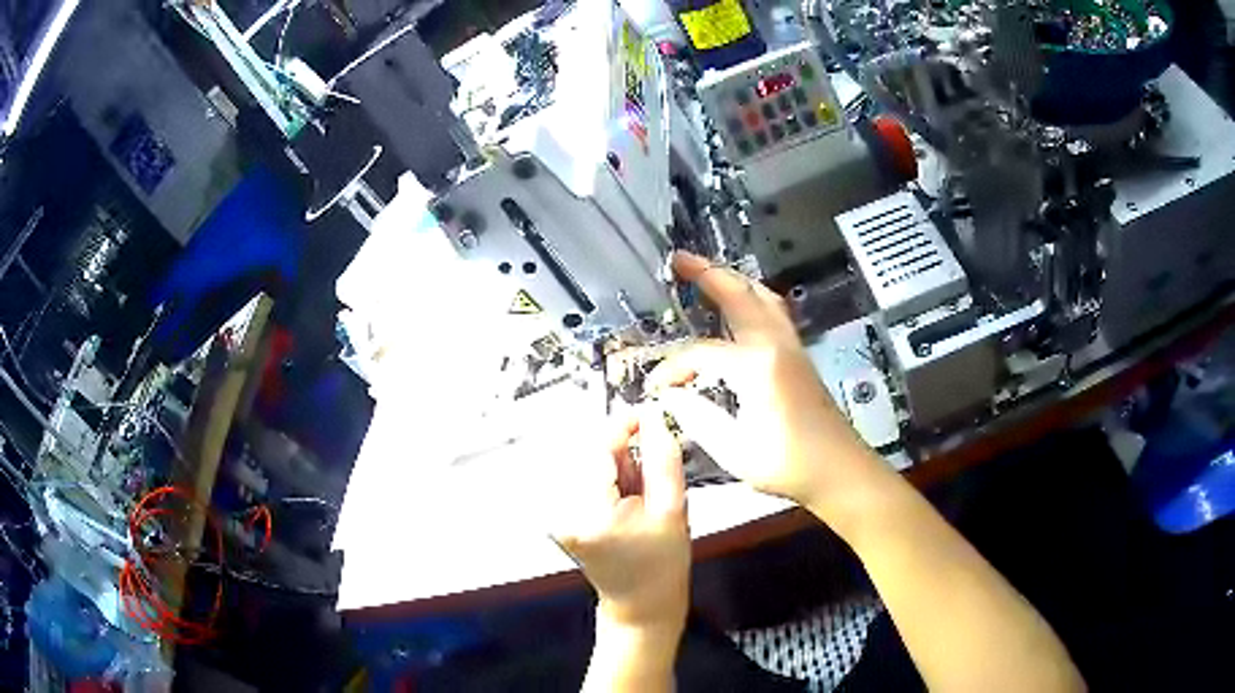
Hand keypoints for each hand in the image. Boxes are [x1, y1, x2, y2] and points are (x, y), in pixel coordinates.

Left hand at [551, 405, 689, 641]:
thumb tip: (655, 420)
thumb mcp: (673, 509)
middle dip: (627, 455)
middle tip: (650, 479)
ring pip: (593, 466)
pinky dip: (612, 483)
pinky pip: (589, 481)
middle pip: (594, 455)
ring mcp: (560, 516)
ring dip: (619, 470)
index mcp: (590, 512)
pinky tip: (627, 505)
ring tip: (639, 500)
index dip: (625, 425)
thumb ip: (664, 459)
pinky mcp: (563, 517)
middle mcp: (565, 513)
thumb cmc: (659, 568)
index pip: (599, 448)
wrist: (641, 603)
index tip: (646, 415)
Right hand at [651, 252, 891, 524]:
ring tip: (707, 271)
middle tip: (678, 259)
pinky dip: (750, 296)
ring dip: (732, 279)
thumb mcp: (733, 449)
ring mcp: (790, 345)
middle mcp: (774, 343)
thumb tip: (670, 393)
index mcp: (755, 365)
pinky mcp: (798, 354)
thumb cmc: (787, 464)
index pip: (700, 352)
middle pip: (737, 295)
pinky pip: (772, 309)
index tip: (656, 387)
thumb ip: (697, 416)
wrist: (838, 468)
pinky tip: (741, 304)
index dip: (672, 368)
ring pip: (760, 296)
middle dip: (706, 273)